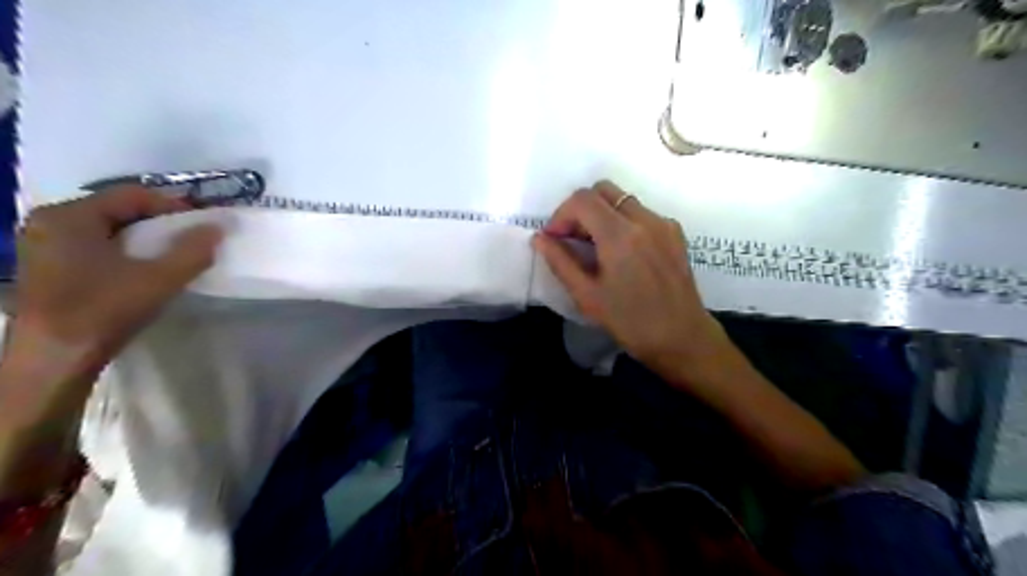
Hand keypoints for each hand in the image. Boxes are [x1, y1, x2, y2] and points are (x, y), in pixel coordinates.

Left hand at [7, 187, 222, 378]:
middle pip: (118, 210)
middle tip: (192, 238)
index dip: (173, 206)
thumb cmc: (105, 310)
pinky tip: (144, 268)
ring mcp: (44, 245)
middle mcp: (50, 222)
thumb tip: (218, 227)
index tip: (203, 223)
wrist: (55, 358)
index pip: (132, 195)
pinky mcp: (48, 267)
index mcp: (70, 216)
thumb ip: (193, 250)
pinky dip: (126, 250)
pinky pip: (96, 245)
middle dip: (160, 222)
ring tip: (174, 254)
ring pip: (108, 229)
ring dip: (145, 238)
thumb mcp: (160, 279)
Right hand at [529, 181, 730, 381]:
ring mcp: (663, 223)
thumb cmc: (630, 322)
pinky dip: (622, 221)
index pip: (582, 200)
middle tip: (572, 239)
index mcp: (620, 235)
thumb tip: (540, 239)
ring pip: (623, 199)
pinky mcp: (675, 233)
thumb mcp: (587, 296)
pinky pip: (641, 213)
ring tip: (594, 247)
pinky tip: (620, 253)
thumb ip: (560, 262)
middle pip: (603, 189)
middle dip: (580, 209)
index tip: (554, 239)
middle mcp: (644, 219)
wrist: (683, 338)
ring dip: (601, 214)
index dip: (561, 215)